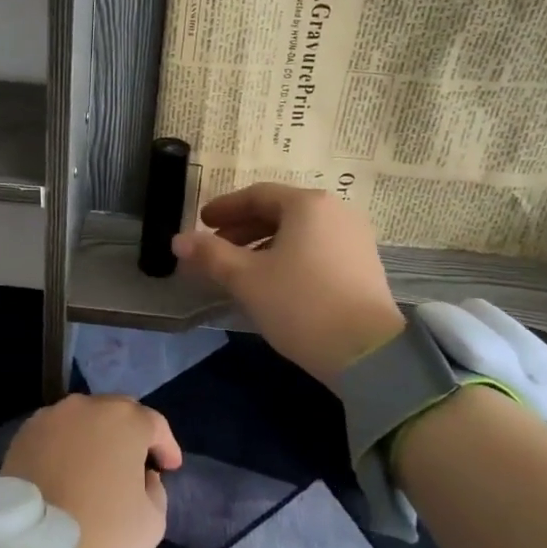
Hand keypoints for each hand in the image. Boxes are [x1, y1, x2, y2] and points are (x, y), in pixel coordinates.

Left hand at [0, 394, 182, 547]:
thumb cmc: (104, 533)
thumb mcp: (153, 520)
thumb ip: (155, 487)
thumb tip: (142, 475)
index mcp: (125, 421)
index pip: (155, 424)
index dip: (166, 446)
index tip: (169, 467)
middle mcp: (86, 406)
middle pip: (117, 412)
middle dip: (130, 433)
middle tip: (135, 461)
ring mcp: (51, 417)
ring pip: (83, 418)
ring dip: (96, 435)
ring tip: (98, 464)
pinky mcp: (24, 433)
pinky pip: (55, 432)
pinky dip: (66, 444)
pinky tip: (67, 468)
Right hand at [172, 182, 405, 386]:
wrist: (368, 352)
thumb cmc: (300, 303)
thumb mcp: (246, 279)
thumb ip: (210, 255)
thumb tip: (178, 240)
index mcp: (308, 205)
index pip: (257, 195)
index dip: (225, 207)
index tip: (202, 222)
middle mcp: (336, 212)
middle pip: (280, 212)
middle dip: (243, 229)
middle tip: (215, 248)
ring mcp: (354, 239)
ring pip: (298, 233)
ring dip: (263, 245)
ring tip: (239, 270)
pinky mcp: (364, 267)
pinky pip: (316, 250)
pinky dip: (288, 257)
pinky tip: (273, 283)